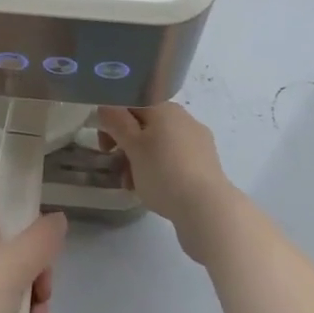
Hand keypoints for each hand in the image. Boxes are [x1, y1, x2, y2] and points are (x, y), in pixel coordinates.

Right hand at [96, 104, 240, 264]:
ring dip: (139, 161)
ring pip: (159, 144)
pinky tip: (153, 190)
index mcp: (165, 108)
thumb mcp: (132, 146)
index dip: (112, 121)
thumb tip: (107, 107)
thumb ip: (116, 122)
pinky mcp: (205, 163)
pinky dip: (159, 169)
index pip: (131, 104)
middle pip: (145, 125)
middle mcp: (183, 118)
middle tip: (115, 166)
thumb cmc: (163, 172)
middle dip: (125, 145)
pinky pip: (174, 159)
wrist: (207, 208)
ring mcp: (197, 141)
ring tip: (131, 185)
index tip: (106, 146)